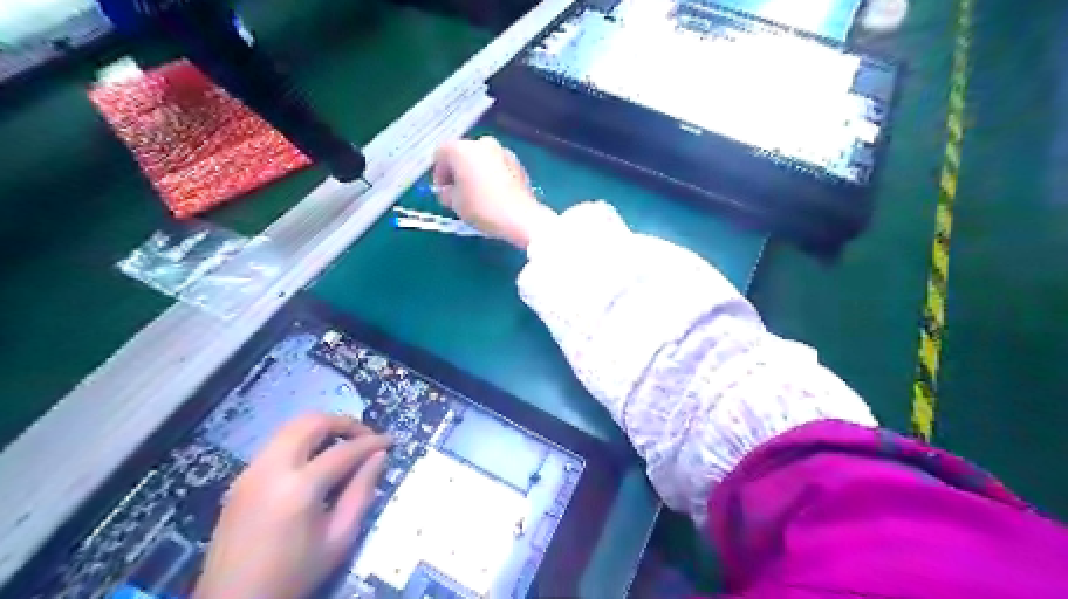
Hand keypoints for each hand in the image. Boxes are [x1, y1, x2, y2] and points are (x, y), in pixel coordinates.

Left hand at [194, 413, 390, 598]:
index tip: (390, 441)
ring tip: (342, 447)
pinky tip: (315, 462)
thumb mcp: (339, 539)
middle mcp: (271, 469)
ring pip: (290, 428)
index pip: (344, 450)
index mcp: (298, 488)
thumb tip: (379, 456)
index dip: (371, 442)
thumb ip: (361, 492)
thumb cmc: (294, 575)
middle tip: (364, 438)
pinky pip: (276, 445)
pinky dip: (302, 441)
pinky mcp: (240, 480)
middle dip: (343, 423)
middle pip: (311, 423)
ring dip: (321, 429)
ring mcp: (250, 472)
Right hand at [431, 134, 558, 247]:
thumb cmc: (481, 207)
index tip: (442, 190)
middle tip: (458, 191)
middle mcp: (482, 143)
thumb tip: (448, 191)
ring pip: (481, 158)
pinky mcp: (517, 163)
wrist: (519, 217)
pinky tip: (493, 193)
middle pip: (462, 153)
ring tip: (476, 194)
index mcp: (462, 149)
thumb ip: (446, 193)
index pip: (441, 154)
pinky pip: (496, 165)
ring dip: (475, 172)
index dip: (438, 173)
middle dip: (458, 170)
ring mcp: (502, 151)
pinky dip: (491, 175)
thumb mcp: (454, 203)